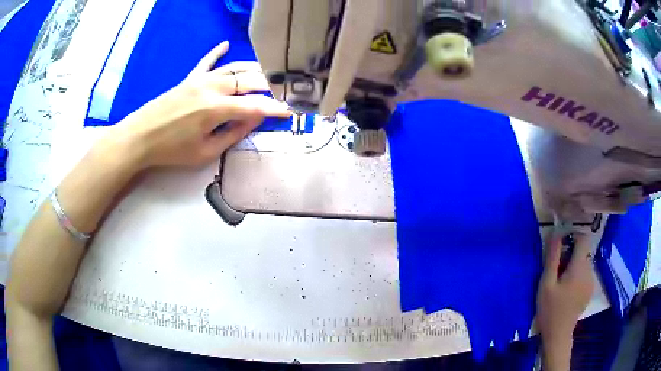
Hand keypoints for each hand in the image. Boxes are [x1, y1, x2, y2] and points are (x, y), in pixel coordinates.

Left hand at [100, 40, 289, 168]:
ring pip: (233, 68)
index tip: (289, 112)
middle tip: (279, 94)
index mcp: (217, 109)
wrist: (140, 138)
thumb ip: (233, 134)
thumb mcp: (205, 152)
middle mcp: (212, 88)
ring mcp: (200, 80)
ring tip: (266, 74)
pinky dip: (217, 53)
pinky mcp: (189, 79)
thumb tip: (254, 119)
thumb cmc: (172, 151)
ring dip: (252, 70)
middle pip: (248, 82)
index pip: (254, 106)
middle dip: (267, 88)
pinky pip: (206, 61)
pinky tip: (226, 44)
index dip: (274, 110)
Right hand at [537, 233, 594, 369]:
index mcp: (579, 267)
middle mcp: (589, 270)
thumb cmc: (550, 310)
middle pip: (583, 251)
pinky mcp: (590, 289)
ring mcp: (591, 281)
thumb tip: (555, 233)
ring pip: (584, 262)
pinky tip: (567, 290)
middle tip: (556, 270)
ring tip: (560, 282)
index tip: (561, 246)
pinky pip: (585, 273)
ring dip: (573, 264)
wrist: (558, 335)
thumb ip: (552, 258)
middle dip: (570, 254)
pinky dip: (577, 274)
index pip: (583, 238)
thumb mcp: (546, 284)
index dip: (573, 236)